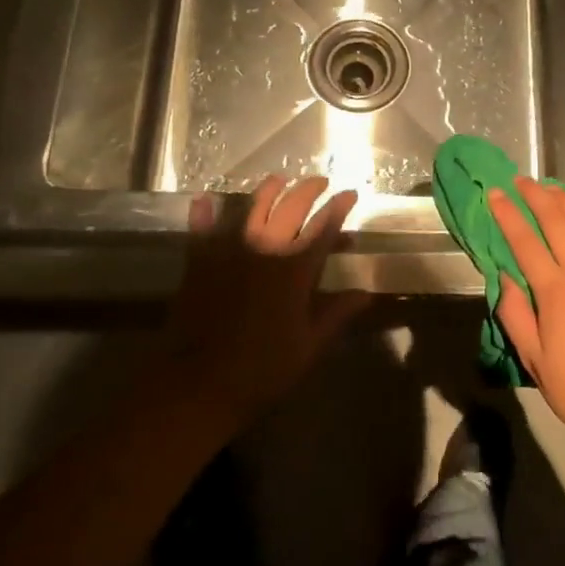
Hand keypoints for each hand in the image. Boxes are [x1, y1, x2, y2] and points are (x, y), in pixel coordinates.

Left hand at [161, 175, 369, 429]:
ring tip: (278, 180)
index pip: (324, 228)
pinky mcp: (200, 264)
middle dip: (308, 190)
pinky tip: (203, 199)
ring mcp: (230, 254)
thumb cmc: (262, 370)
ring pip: (251, 210)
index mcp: (296, 271)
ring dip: (267, 191)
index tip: (350, 193)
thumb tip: (366, 294)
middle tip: (319, 182)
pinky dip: (203, 214)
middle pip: (291, 208)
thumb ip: (336, 314)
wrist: (198, 385)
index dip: (338, 208)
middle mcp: (266, 251)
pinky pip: (202, 231)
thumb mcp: (308, 346)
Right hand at [490, 178, 564, 464]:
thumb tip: (504, 275)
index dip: (507, 215)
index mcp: (557, 291)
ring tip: (547, 186)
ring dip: (564, 201)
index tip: (494, 193)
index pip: (526, 242)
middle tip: (519, 180)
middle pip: (557, 222)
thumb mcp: (534, 359)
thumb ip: (515, 313)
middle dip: (535, 197)